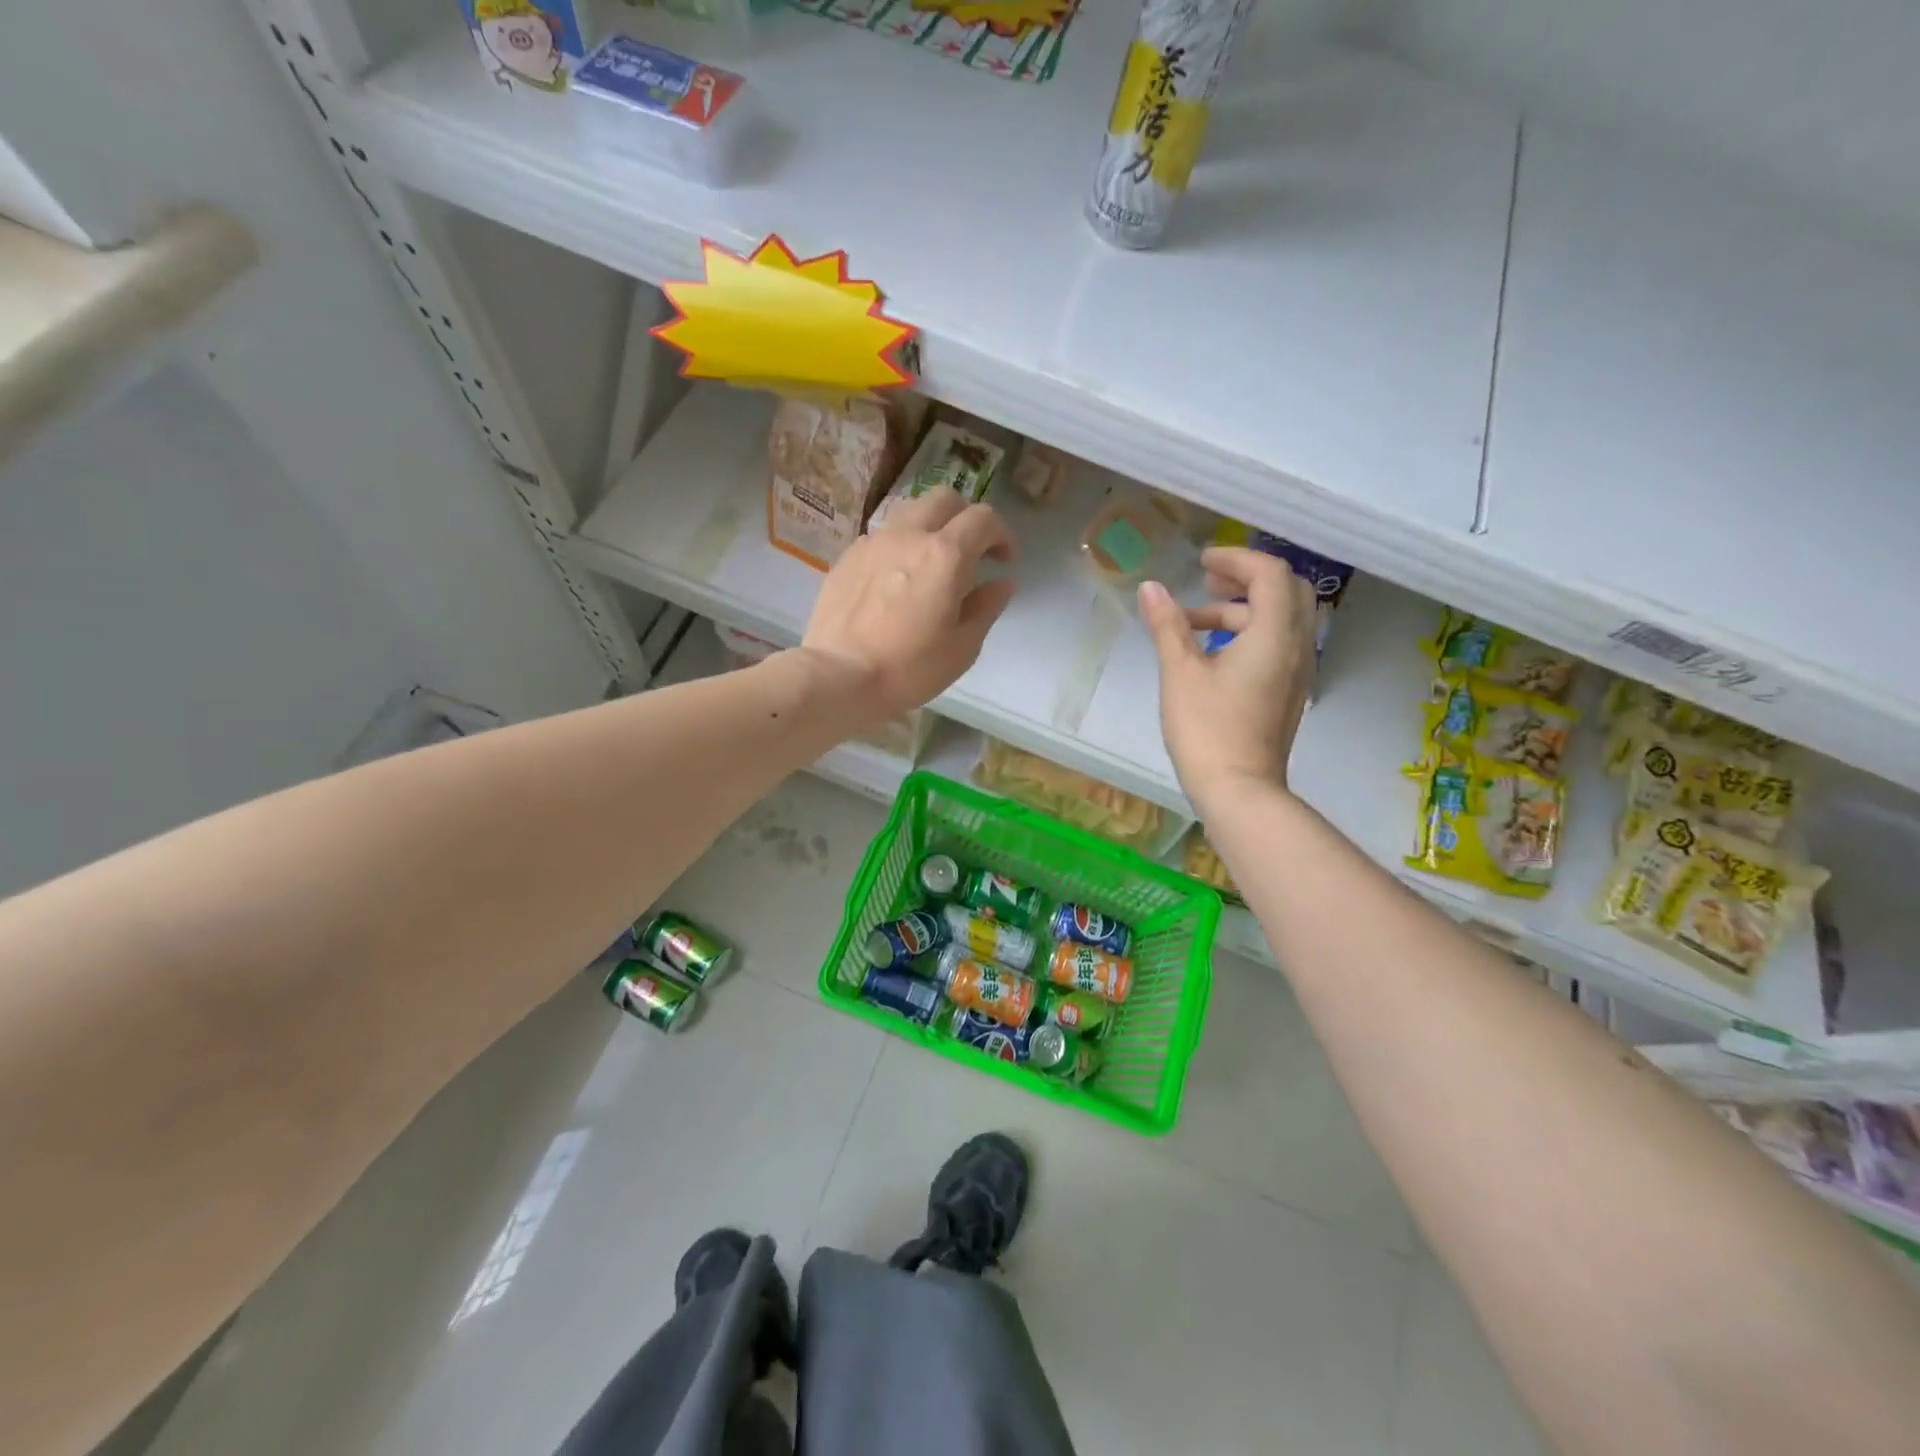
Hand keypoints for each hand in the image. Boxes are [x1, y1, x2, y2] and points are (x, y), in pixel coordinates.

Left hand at [801, 487, 1017, 723]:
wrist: (839, 677)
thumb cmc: (910, 668)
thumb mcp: (963, 647)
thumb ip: (986, 607)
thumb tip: (1002, 583)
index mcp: (945, 555)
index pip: (983, 519)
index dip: (1001, 535)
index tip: (1003, 561)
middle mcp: (908, 536)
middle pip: (944, 499)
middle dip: (965, 518)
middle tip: (970, 551)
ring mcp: (873, 543)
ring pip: (909, 512)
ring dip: (930, 526)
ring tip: (931, 561)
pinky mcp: (847, 558)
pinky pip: (881, 538)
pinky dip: (899, 547)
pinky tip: (895, 581)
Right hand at [1139, 546, 1317, 812]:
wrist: (1239, 790)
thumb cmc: (1207, 728)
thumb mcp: (1180, 672)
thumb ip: (1168, 625)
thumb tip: (1151, 588)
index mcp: (1274, 634)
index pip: (1270, 574)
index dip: (1236, 558)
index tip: (1201, 562)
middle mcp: (1297, 646)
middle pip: (1286, 590)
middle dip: (1247, 578)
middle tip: (1207, 580)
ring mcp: (1297, 671)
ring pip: (1282, 619)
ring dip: (1242, 608)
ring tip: (1193, 622)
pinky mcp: (1288, 692)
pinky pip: (1278, 644)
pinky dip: (1250, 633)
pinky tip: (1212, 653)